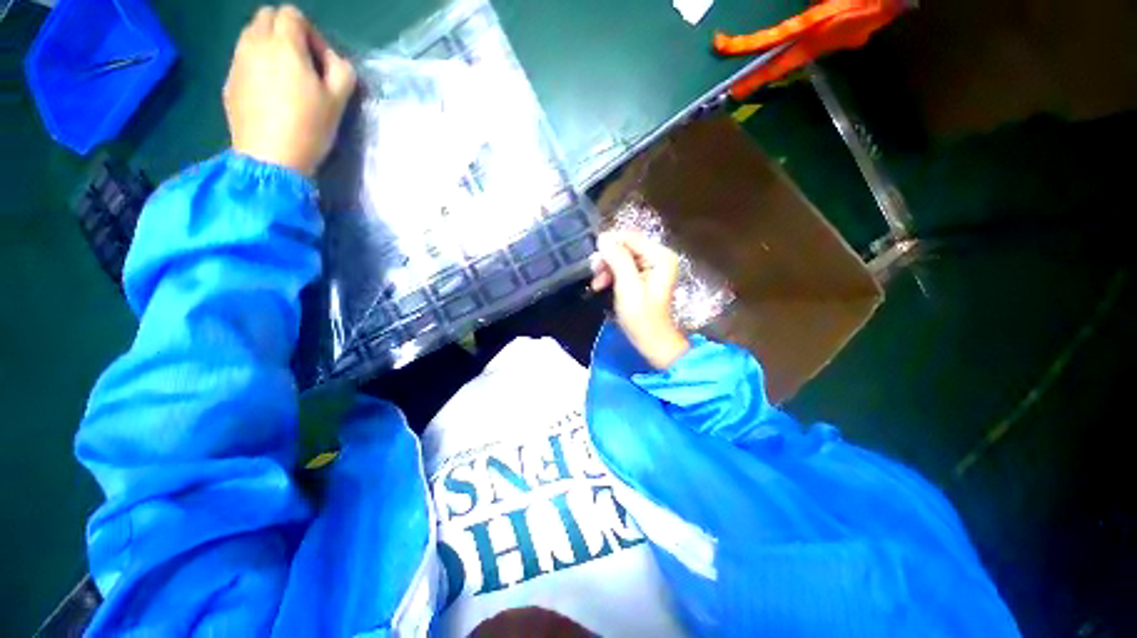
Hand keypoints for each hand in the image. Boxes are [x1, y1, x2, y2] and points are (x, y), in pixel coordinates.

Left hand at [224, 5, 356, 175]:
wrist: (270, 157)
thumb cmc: (309, 127)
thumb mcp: (339, 101)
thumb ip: (342, 71)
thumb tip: (334, 61)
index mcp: (284, 45)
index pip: (293, 15)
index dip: (310, 33)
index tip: (320, 60)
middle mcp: (255, 44)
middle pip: (266, 17)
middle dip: (285, 31)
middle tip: (302, 62)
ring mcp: (237, 62)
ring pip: (251, 35)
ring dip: (269, 45)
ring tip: (285, 77)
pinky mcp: (230, 82)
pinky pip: (243, 58)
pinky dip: (256, 64)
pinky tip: (269, 92)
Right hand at [591, 231, 690, 369]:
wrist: (652, 341)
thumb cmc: (642, 317)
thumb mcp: (628, 287)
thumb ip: (618, 260)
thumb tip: (603, 238)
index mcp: (660, 256)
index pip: (630, 238)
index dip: (609, 244)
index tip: (593, 260)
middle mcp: (658, 256)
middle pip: (626, 246)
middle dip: (607, 258)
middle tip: (594, 273)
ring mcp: (652, 266)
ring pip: (622, 256)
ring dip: (607, 268)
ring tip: (597, 284)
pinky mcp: (644, 276)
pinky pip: (623, 267)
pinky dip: (611, 274)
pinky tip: (602, 285)